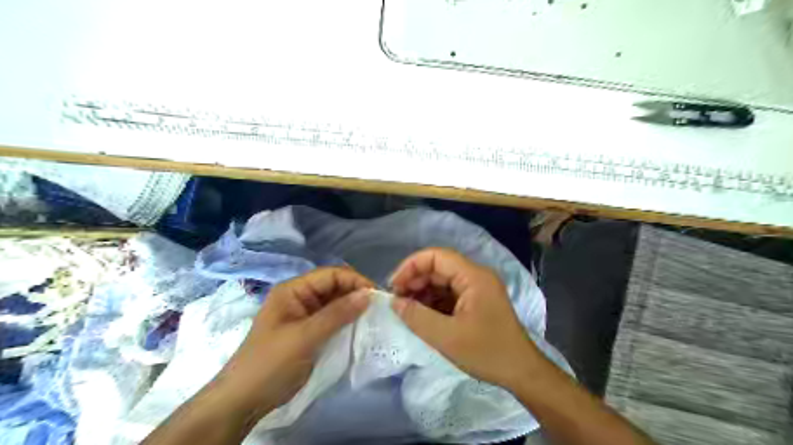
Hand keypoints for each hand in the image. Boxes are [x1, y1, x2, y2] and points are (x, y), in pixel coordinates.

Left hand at [211, 269, 372, 415]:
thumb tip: (367, 295)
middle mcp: (300, 298)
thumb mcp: (304, 336)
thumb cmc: (271, 363)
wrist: (244, 400)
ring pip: (336, 303)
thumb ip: (336, 314)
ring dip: (353, 308)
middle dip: (356, 293)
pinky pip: (333, 320)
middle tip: (379, 307)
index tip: (377, 295)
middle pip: (334, 287)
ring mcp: (305, 315)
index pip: (330, 275)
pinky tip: (361, 327)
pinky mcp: (310, 332)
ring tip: (375, 316)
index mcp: (293, 290)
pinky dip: (347, 321)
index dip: (354, 281)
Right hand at [391, 248, 545, 390]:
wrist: (521, 372)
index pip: (436, 256)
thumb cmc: (487, 353)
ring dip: (423, 292)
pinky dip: (433, 302)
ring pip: (442, 281)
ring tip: (406, 309)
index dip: (411, 266)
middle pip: (439, 267)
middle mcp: (476, 276)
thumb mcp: (447, 337)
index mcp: (473, 276)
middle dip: (415, 280)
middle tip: (397, 300)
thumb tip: (395, 302)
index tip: (394, 286)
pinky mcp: (477, 301)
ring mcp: (478, 289)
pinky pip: (449, 294)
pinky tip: (421, 315)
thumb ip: (417, 317)